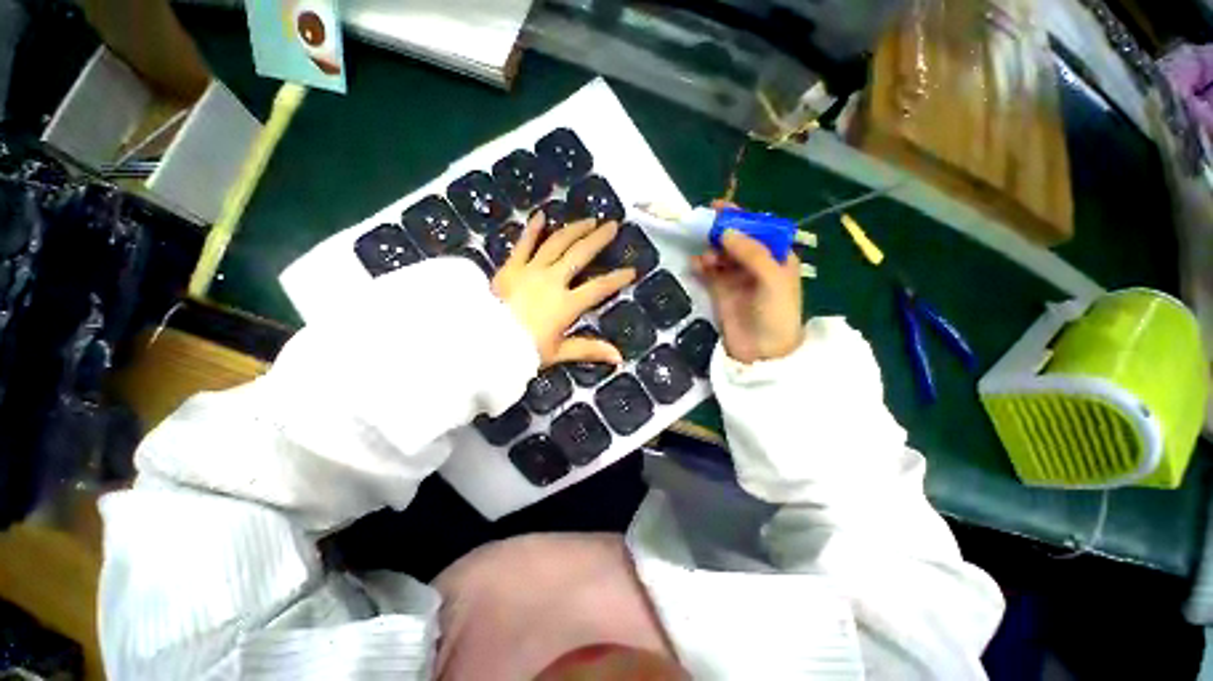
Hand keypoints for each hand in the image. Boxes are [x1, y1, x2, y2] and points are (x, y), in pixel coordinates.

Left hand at [492, 212, 634, 365]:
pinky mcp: (511, 267)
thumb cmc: (524, 350)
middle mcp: (553, 281)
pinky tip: (542, 215)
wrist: (485, 343)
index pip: (599, 288)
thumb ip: (590, 350)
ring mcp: (531, 270)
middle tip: (612, 225)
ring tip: (588, 220)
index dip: (617, 278)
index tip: (632, 270)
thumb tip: (619, 358)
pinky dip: (533, 229)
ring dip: (574, 229)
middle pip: (580, 254)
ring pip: (557, 243)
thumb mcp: (559, 352)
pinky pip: (524, 244)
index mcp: (567, 304)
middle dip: (598, 239)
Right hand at [691, 222, 802, 363]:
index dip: (741, 217)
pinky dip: (701, 266)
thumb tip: (725, 231)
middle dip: (721, 233)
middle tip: (704, 228)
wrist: (763, 352)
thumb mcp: (772, 279)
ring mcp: (736, 278)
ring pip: (720, 255)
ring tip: (706, 258)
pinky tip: (695, 265)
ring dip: (711, 251)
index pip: (758, 230)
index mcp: (776, 258)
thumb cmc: (776, 313)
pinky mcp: (720, 291)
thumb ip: (751, 253)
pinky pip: (708, 272)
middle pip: (736, 240)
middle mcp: (756, 265)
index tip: (720, 207)